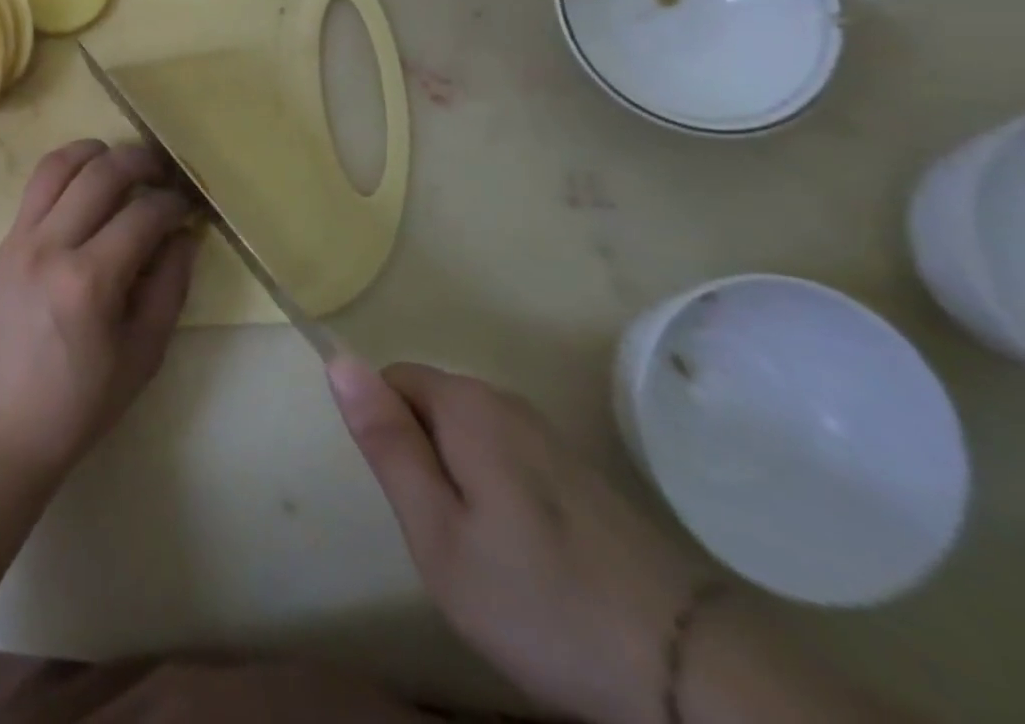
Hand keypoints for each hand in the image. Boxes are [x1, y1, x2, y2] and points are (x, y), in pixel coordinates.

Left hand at [0, 140, 201, 487]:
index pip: (143, 214)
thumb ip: (170, 287)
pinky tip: (87, 183)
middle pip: (102, 172)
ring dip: (98, 152)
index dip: (174, 202)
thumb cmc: (80, 403)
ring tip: (123, 164)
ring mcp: (21, 237)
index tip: (189, 206)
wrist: (0, 424)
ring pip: (60, 164)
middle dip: (142, 161)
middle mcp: (52, 245)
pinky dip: (67, 169)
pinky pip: (36, 185)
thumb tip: (185, 234)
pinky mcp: (5, 240)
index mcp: (90, 281)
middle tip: (164, 171)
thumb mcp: (143, 355)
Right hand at [328, 359, 702, 723]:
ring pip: (470, 435)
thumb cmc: (539, 599)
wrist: (691, 669)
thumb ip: (385, 441)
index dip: (387, 435)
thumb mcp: (437, 531)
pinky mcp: (582, 472)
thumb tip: (338, 360)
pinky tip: (530, 559)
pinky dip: (500, 494)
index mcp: (467, 405)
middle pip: (431, 405)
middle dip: (422, 457)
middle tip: (446, 536)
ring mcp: (551, 436)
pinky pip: (509, 458)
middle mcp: (507, 401)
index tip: (413, 500)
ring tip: (487, 554)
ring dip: (459, 479)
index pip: (391, 380)